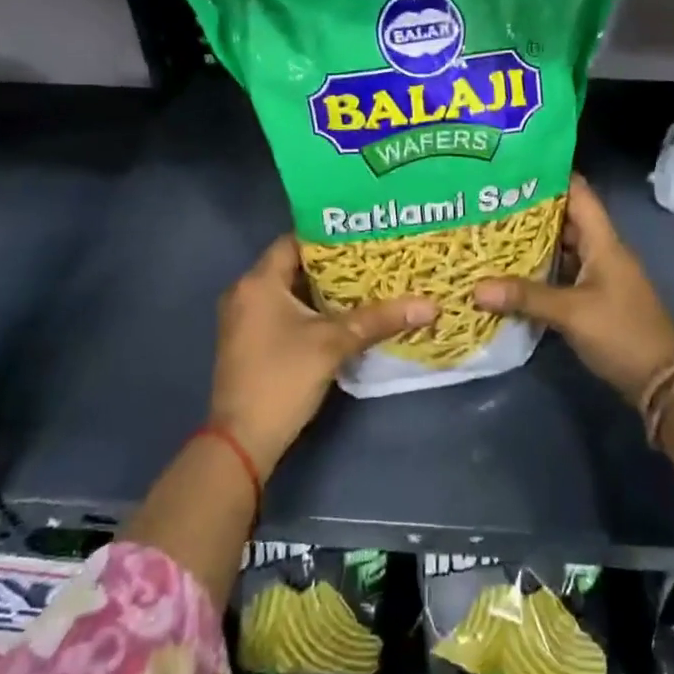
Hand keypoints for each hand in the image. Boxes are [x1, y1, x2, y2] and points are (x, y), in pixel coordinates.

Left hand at [211, 235, 436, 474]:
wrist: (242, 439)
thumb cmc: (284, 378)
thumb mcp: (335, 343)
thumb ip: (380, 319)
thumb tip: (431, 305)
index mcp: (259, 282)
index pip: (295, 240)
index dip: (330, 235)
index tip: (365, 234)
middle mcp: (245, 292)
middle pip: (293, 265)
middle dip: (333, 263)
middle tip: (373, 258)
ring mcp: (244, 319)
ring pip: (289, 291)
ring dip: (322, 289)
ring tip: (366, 283)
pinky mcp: (249, 341)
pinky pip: (282, 311)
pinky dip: (309, 309)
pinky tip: (342, 315)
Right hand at [473, 174, 673, 407]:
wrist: (660, 378)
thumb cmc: (621, 333)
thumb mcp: (572, 313)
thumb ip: (526, 298)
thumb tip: (476, 288)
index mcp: (604, 242)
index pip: (579, 194)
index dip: (552, 175)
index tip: (514, 165)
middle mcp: (602, 251)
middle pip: (566, 219)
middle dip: (531, 209)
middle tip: (489, 201)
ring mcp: (599, 275)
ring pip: (562, 247)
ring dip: (533, 241)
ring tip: (492, 230)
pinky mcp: (594, 298)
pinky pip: (562, 272)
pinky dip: (540, 268)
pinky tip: (511, 271)